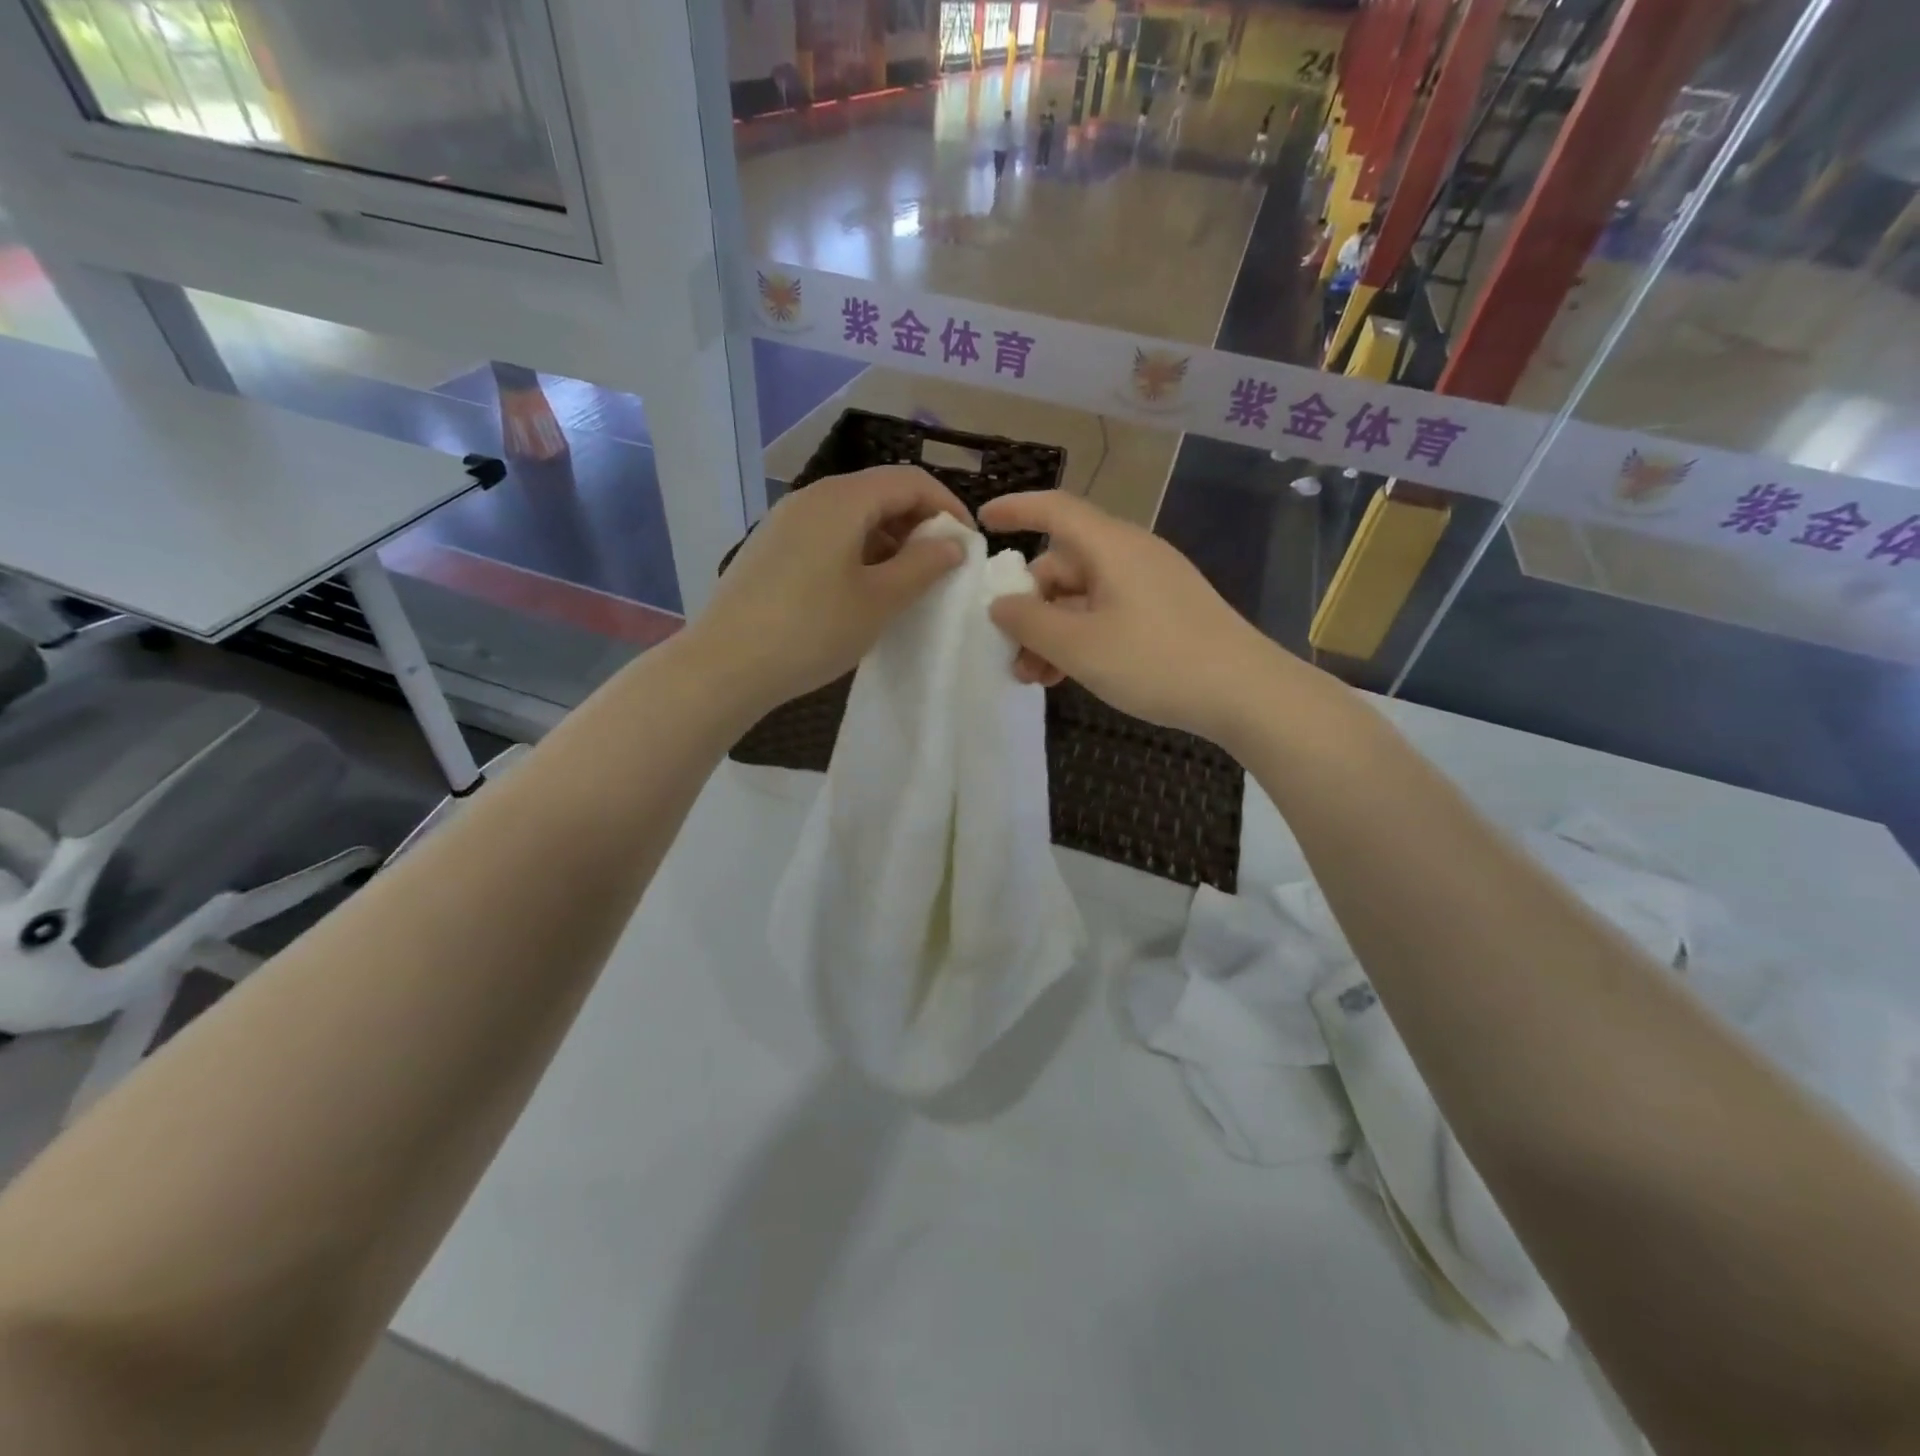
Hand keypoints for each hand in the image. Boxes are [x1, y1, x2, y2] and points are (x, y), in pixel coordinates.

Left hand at [692, 465, 971, 714]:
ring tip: (905, 582)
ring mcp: (785, 521)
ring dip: (888, 540)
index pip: (909, 480)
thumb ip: (923, 566)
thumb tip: (953, 543)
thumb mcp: (879, 600)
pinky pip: (827, 535)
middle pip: (879, 492)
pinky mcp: (770, 547)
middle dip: (918, 523)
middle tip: (940, 566)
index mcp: (842, 499)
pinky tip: (862, 590)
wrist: (726, 665)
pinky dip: (857, 551)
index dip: (947, 506)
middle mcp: (812, 497)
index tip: (968, 544)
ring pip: (852, 515)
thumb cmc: (812, 630)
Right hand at [979, 491, 1292, 744]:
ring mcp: (1152, 584)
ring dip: (1053, 631)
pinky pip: (1108, 613)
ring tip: (1037, 677)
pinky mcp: (1165, 613)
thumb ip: (1029, 621)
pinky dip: (1082, 637)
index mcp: (1111, 546)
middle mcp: (1131, 555)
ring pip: (1084, 596)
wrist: (1246, 693)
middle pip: (1064, 564)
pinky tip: (1071, 675)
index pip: (1055, 509)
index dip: (1016, 509)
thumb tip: (1000, 604)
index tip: (983, 523)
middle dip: (1030, 607)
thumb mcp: (1079, 646)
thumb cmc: (1156, 661)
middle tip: (1011, 653)